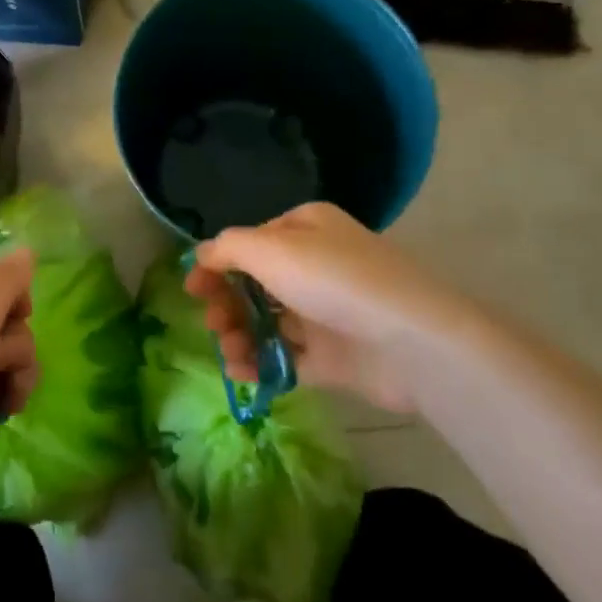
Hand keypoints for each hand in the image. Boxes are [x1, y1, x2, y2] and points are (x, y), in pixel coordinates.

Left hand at [0, 252, 38, 528]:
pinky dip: (2, 399)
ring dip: (16, 376)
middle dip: (16, 346)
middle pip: (3, 322)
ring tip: (7, 401)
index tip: (20, 318)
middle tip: (1, 367)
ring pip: (4, 358)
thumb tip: (26, 248)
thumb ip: (5, 283)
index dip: (14, 301)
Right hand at [184, 203, 495, 415]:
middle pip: (256, 283)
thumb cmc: (332, 280)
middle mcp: (316, 265)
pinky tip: (241, 373)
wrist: (409, 341)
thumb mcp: (270, 249)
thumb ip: (228, 248)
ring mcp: (326, 312)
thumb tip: (203, 255)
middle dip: (227, 302)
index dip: (217, 264)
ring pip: (268, 321)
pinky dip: (261, 363)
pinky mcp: (334, 356)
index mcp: (305, 229)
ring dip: (239, 334)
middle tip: (212, 321)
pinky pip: (287, 357)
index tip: (192, 289)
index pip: (251, 243)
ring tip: (229, 350)